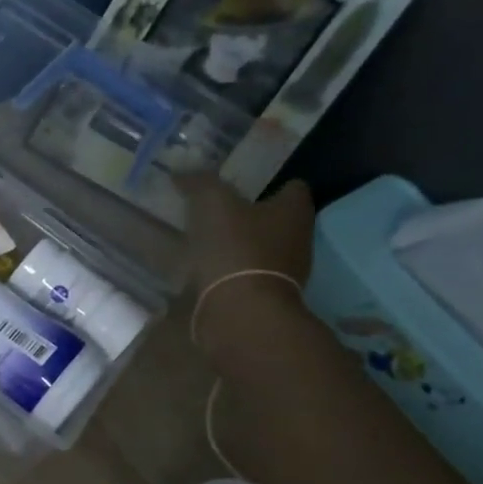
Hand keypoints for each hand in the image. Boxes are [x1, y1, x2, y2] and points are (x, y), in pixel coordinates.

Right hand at [176, 173, 315, 347]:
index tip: (240, 185)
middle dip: (251, 214)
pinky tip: (206, 270)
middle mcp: (299, 238)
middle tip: (218, 210)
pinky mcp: (266, 297)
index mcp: (294, 210)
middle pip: (276, 219)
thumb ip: (200, 182)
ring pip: (262, 248)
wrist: (240, 311)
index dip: (269, 183)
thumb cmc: (235, 248)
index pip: (292, 187)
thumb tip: (182, 172)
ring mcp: (286, 272)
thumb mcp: (212, 203)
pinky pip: (247, 275)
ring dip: (240, 245)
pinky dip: (231, 271)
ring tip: (206, 241)